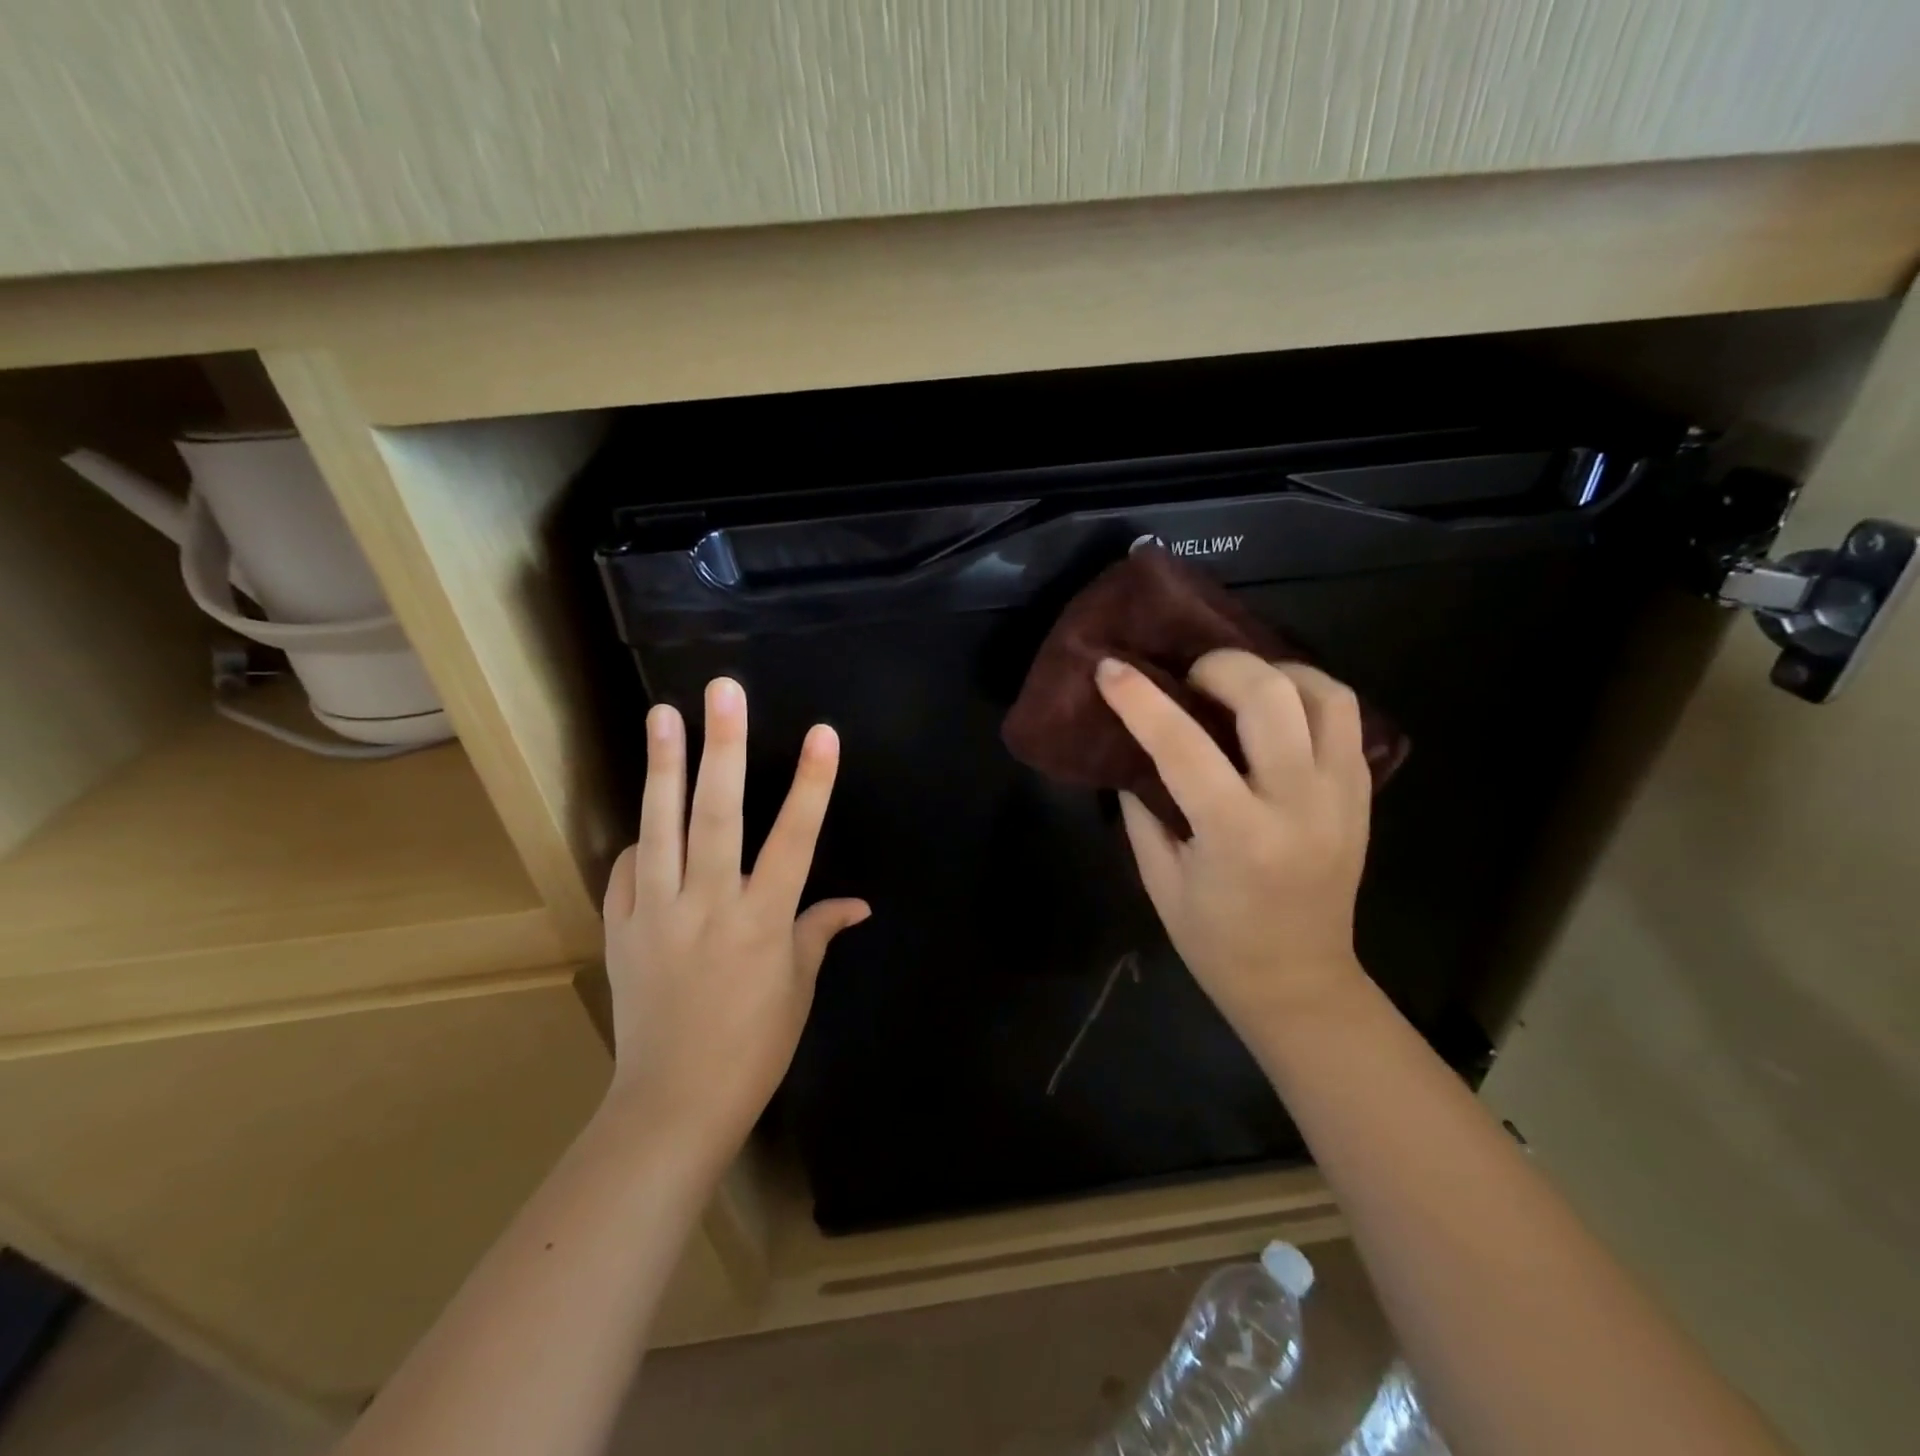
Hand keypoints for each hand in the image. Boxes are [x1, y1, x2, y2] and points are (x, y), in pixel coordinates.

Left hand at [601, 677, 868, 1153]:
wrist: (674, 1103)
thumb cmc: (754, 1046)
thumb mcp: (798, 988)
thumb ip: (820, 932)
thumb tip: (858, 903)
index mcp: (763, 922)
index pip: (795, 840)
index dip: (811, 785)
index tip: (823, 734)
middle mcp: (710, 906)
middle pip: (718, 816)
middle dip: (724, 748)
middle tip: (723, 692)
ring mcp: (658, 915)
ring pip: (660, 828)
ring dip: (663, 768)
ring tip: (662, 715)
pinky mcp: (621, 930)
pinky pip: (627, 872)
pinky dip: (638, 842)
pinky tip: (645, 821)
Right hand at [1095, 649, 1372, 1037]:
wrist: (1299, 982)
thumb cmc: (1215, 941)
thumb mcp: (1160, 879)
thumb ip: (1143, 809)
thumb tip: (1130, 750)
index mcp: (1237, 835)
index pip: (1182, 746)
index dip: (1139, 700)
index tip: (1110, 668)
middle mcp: (1299, 806)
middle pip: (1269, 697)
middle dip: (1219, 667)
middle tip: (1189, 678)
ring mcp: (1341, 797)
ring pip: (1324, 695)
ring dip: (1274, 673)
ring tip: (1239, 685)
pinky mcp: (1362, 796)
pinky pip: (1346, 719)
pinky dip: (1308, 696)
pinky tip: (1276, 710)